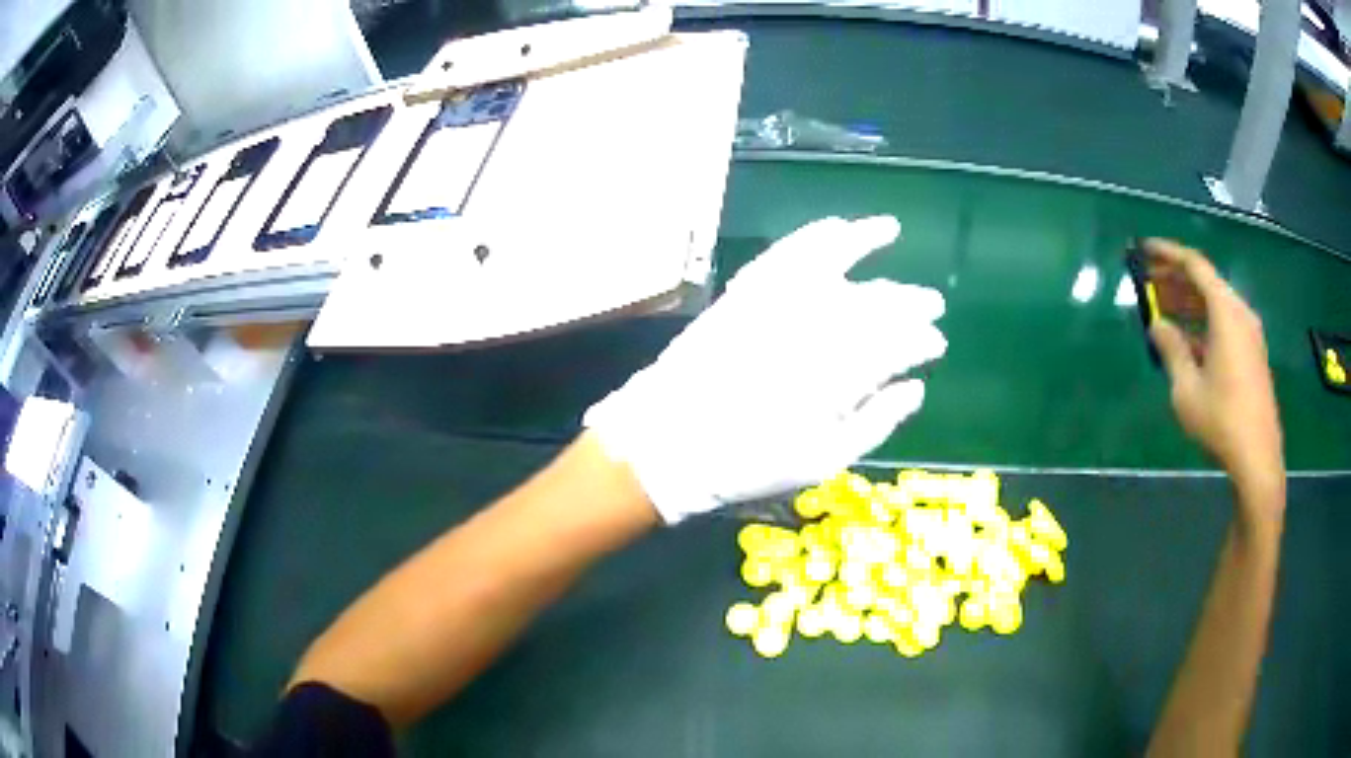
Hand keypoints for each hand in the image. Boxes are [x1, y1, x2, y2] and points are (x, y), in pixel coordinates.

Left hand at [585, 216, 946, 523]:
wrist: (670, 441)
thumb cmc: (751, 461)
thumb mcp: (824, 459)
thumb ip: (877, 420)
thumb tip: (916, 388)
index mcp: (845, 373)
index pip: (901, 344)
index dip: (924, 341)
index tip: (936, 344)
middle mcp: (818, 327)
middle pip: (877, 302)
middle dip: (910, 300)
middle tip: (931, 302)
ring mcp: (780, 302)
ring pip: (837, 263)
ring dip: (868, 242)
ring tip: (889, 229)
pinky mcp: (747, 290)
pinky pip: (788, 251)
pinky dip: (814, 234)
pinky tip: (834, 225)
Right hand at [1145, 239, 1284, 514]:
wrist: (1257, 457)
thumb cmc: (1221, 420)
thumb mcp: (1187, 388)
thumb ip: (1171, 350)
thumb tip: (1158, 326)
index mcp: (1226, 311)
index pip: (1195, 265)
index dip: (1168, 254)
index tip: (1144, 249)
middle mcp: (1240, 313)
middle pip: (1205, 283)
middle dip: (1176, 280)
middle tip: (1148, 283)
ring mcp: (1249, 335)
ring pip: (1215, 305)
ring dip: (1188, 305)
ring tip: (1162, 312)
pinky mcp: (1252, 355)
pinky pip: (1224, 325)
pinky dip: (1203, 324)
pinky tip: (1187, 342)